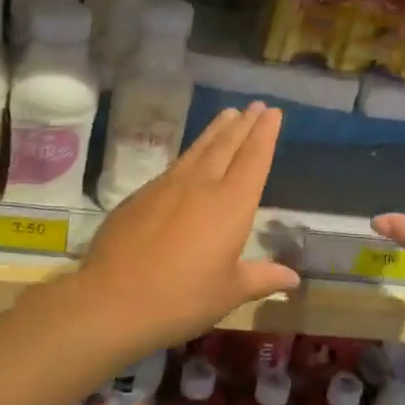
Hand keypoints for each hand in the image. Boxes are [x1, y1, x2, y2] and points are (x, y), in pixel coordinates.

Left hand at [74, 102, 301, 348]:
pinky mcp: (140, 194)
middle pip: (226, 145)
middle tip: (256, 106)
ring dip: (216, 130)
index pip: (254, 159)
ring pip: (198, 149)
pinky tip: (190, 157)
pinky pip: (174, 165)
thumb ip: (261, 278)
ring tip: (228, 114)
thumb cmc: (181, 298)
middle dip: (244, 124)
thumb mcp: (228, 293)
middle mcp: (201, 185)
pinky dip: (190, 153)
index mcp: (230, 205)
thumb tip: (293, 279)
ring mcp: (166, 186)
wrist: (112, 299)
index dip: (265, 134)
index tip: (273, 113)